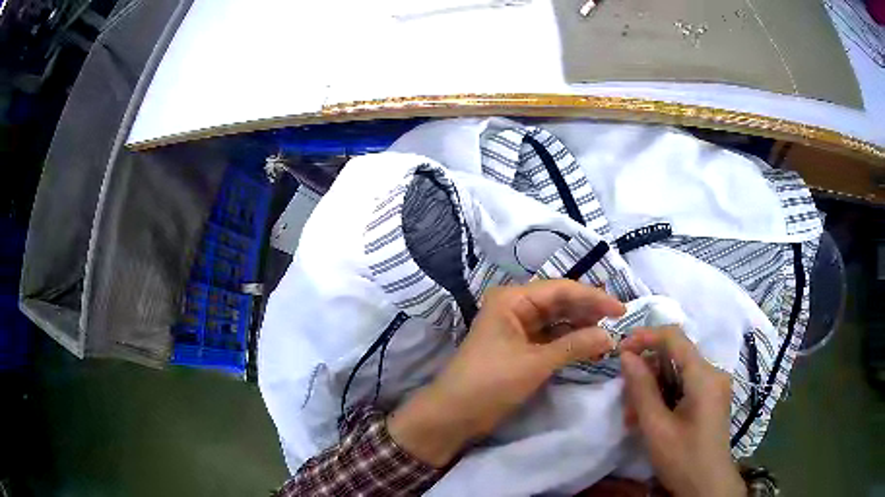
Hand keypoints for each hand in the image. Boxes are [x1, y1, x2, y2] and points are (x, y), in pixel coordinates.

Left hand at [388, 280, 624, 466]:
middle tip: (618, 323)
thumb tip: (610, 336)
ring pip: (556, 321)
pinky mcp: (519, 347)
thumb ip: (575, 346)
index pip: (561, 289)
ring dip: (581, 328)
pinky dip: (569, 342)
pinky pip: (550, 338)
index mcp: (512, 299)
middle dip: (588, 312)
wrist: (454, 414)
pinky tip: (589, 347)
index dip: (593, 297)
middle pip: (560, 302)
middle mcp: (514, 307)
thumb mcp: (536, 363)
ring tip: (608, 336)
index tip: (621, 310)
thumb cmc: (490, 382)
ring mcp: (516, 328)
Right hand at [619, 327, 745, 496]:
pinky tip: (649, 419)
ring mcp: (714, 387)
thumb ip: (642, 389)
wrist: (707, 487)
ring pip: (677, 373)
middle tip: (624, 399)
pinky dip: (664, 397)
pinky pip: (684, 387)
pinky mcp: (710, 399)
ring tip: (632, 416)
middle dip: (646, 373)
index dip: (645, 337)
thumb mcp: (656, 428)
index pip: (674, 338)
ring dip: (653, 389)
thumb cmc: (683, 459)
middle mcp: (713, 373)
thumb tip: (627, 356)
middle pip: (675, 357)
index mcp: (704, 376)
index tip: (620, 351)